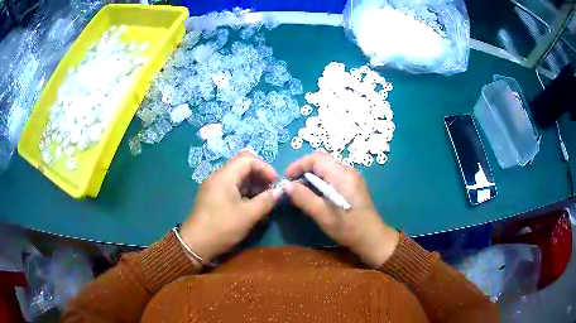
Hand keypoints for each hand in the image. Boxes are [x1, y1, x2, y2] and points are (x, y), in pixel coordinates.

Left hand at [179, 152, 279, 263]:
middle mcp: (218, 177)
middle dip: (260, 177)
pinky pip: (231, 188)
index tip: (275, 182)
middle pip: (242, 167)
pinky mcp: (213, 197)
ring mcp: (214, 187)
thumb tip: (279, 192)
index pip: (248, 159)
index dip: (265, 167)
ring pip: (237, 178)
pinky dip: (244, 193)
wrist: (195, 244)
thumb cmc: (222, 227)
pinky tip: (252, 206)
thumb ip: (266, 201)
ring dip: (253, 186)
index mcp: (224, 176)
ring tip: (264, 201)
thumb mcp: (248, 215)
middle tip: (271, 191)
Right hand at [284, 152, 398, 267]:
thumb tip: (286, 185)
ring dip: (312, 175)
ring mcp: (353, 177)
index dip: (299, 164)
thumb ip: (303, 198)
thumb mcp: (322, 214)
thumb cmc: (347, 227)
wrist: (371, 237)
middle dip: (304, 170)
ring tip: (302, 190)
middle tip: (292, 185)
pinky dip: (321, 180)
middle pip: (322, 160)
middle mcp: (348, 171)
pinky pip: (334, 175)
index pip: (316, 158)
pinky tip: (317, 194)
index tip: (287, 178)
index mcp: (341, 175)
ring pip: (327, 167)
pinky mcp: (354, 184)